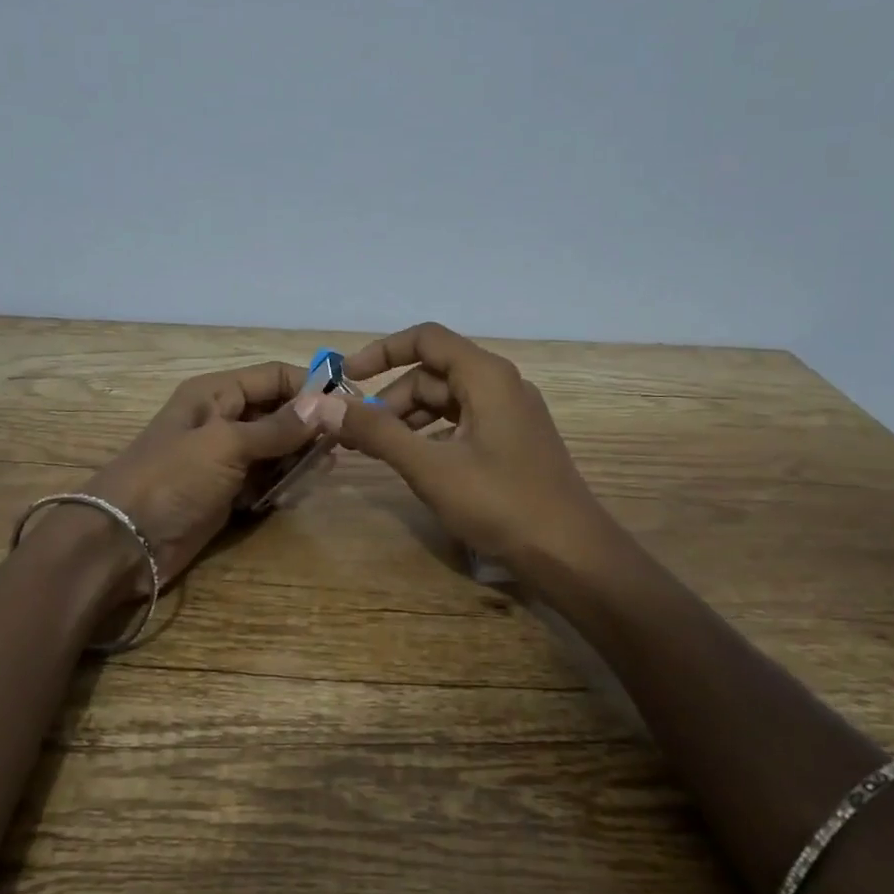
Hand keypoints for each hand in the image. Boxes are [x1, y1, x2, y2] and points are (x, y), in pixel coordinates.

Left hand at [81, 362, 319, 591]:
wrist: (123, 541)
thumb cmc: (173, 478)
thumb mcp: (227, 444)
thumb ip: (278, 427)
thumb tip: (326, 404)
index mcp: (216, 394)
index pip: (273, 376)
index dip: (310, 386)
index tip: (348, 406)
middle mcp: (222, 420)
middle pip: (277, 412)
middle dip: (308, 426)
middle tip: (342, 446)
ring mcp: (223, 459)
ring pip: (275, 448)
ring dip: (298, 457)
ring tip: (324, 470)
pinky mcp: (225, 493)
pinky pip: (264, 480)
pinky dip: (281, 484)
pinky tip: (297, 491)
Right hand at [329, 323, 621, 581]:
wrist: (571, 554)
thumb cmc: (501, 503)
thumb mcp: (430, 467)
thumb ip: (377, 432)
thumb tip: (323, 405)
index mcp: (486, 376)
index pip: (425, 339)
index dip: (381, 352)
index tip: (346, 378)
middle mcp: (501, 385)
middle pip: (432, 373)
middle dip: (389, 399)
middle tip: (353, 433)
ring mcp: (510, 414)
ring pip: (446, 401)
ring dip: (407, 419)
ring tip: (373, 449)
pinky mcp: (512, 442)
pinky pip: (462, 423)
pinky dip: (430, 435)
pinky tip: (412, 461)